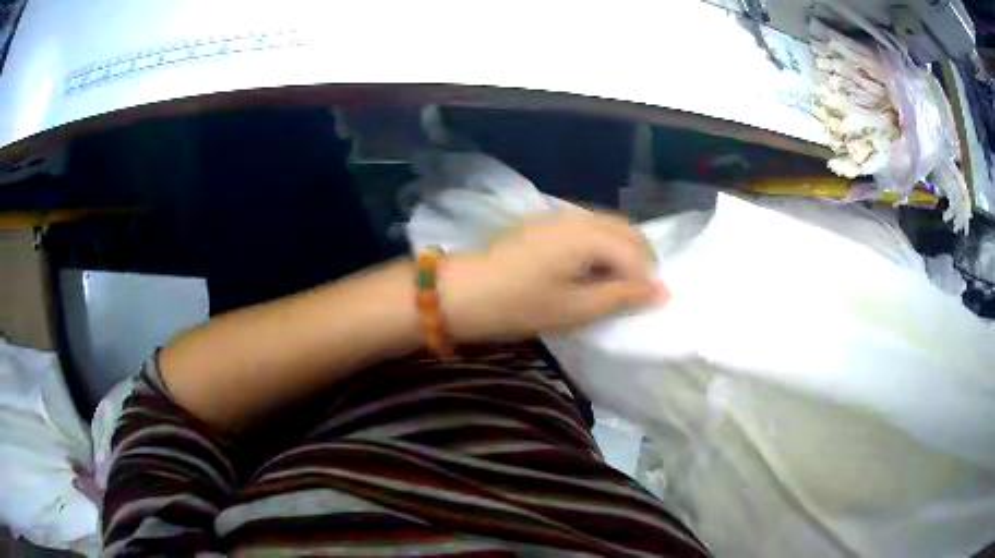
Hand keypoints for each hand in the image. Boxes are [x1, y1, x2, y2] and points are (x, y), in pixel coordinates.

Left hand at [440, 210, 667, 341]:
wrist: (465, 293)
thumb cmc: (520, 305)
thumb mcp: (576, 309)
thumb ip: (622, 297)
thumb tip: (663, 292)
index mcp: (588, 236)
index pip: (635, 252)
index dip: (646, 279)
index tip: (640, 305)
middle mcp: (578, 217)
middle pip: (626, 232)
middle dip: (638, 261)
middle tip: (631, 295)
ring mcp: (560, 216)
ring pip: (608, 227)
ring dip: (620, 253)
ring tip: (612, 286)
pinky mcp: (547, 223)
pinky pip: (589, 228)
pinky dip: (601, 247)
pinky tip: (589, 271)